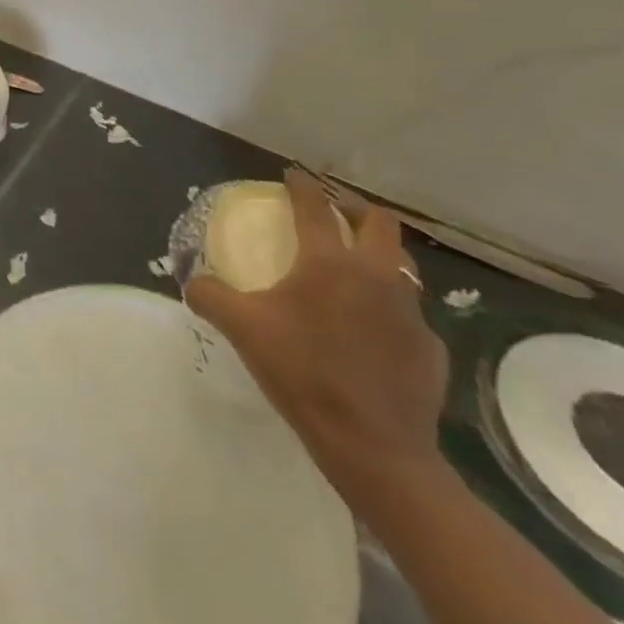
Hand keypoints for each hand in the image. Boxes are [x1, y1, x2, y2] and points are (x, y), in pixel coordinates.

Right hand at [185, 170, 449, 515]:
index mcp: (329, 262)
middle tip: (336, 213)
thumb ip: (210, 296)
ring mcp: (410, 312)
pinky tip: (375, 332)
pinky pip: (411, 315)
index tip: (292, 173)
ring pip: (403, 264)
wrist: (375, 450)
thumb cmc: (305, 375)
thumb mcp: (243, 330)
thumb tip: (191, 280)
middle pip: (379, 221)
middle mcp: (376, 275)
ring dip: (381, 254)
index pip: (314, 206)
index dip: (301, 184)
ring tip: (358, 265)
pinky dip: (391, 310)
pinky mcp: (431, 349)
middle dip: (356, 208)